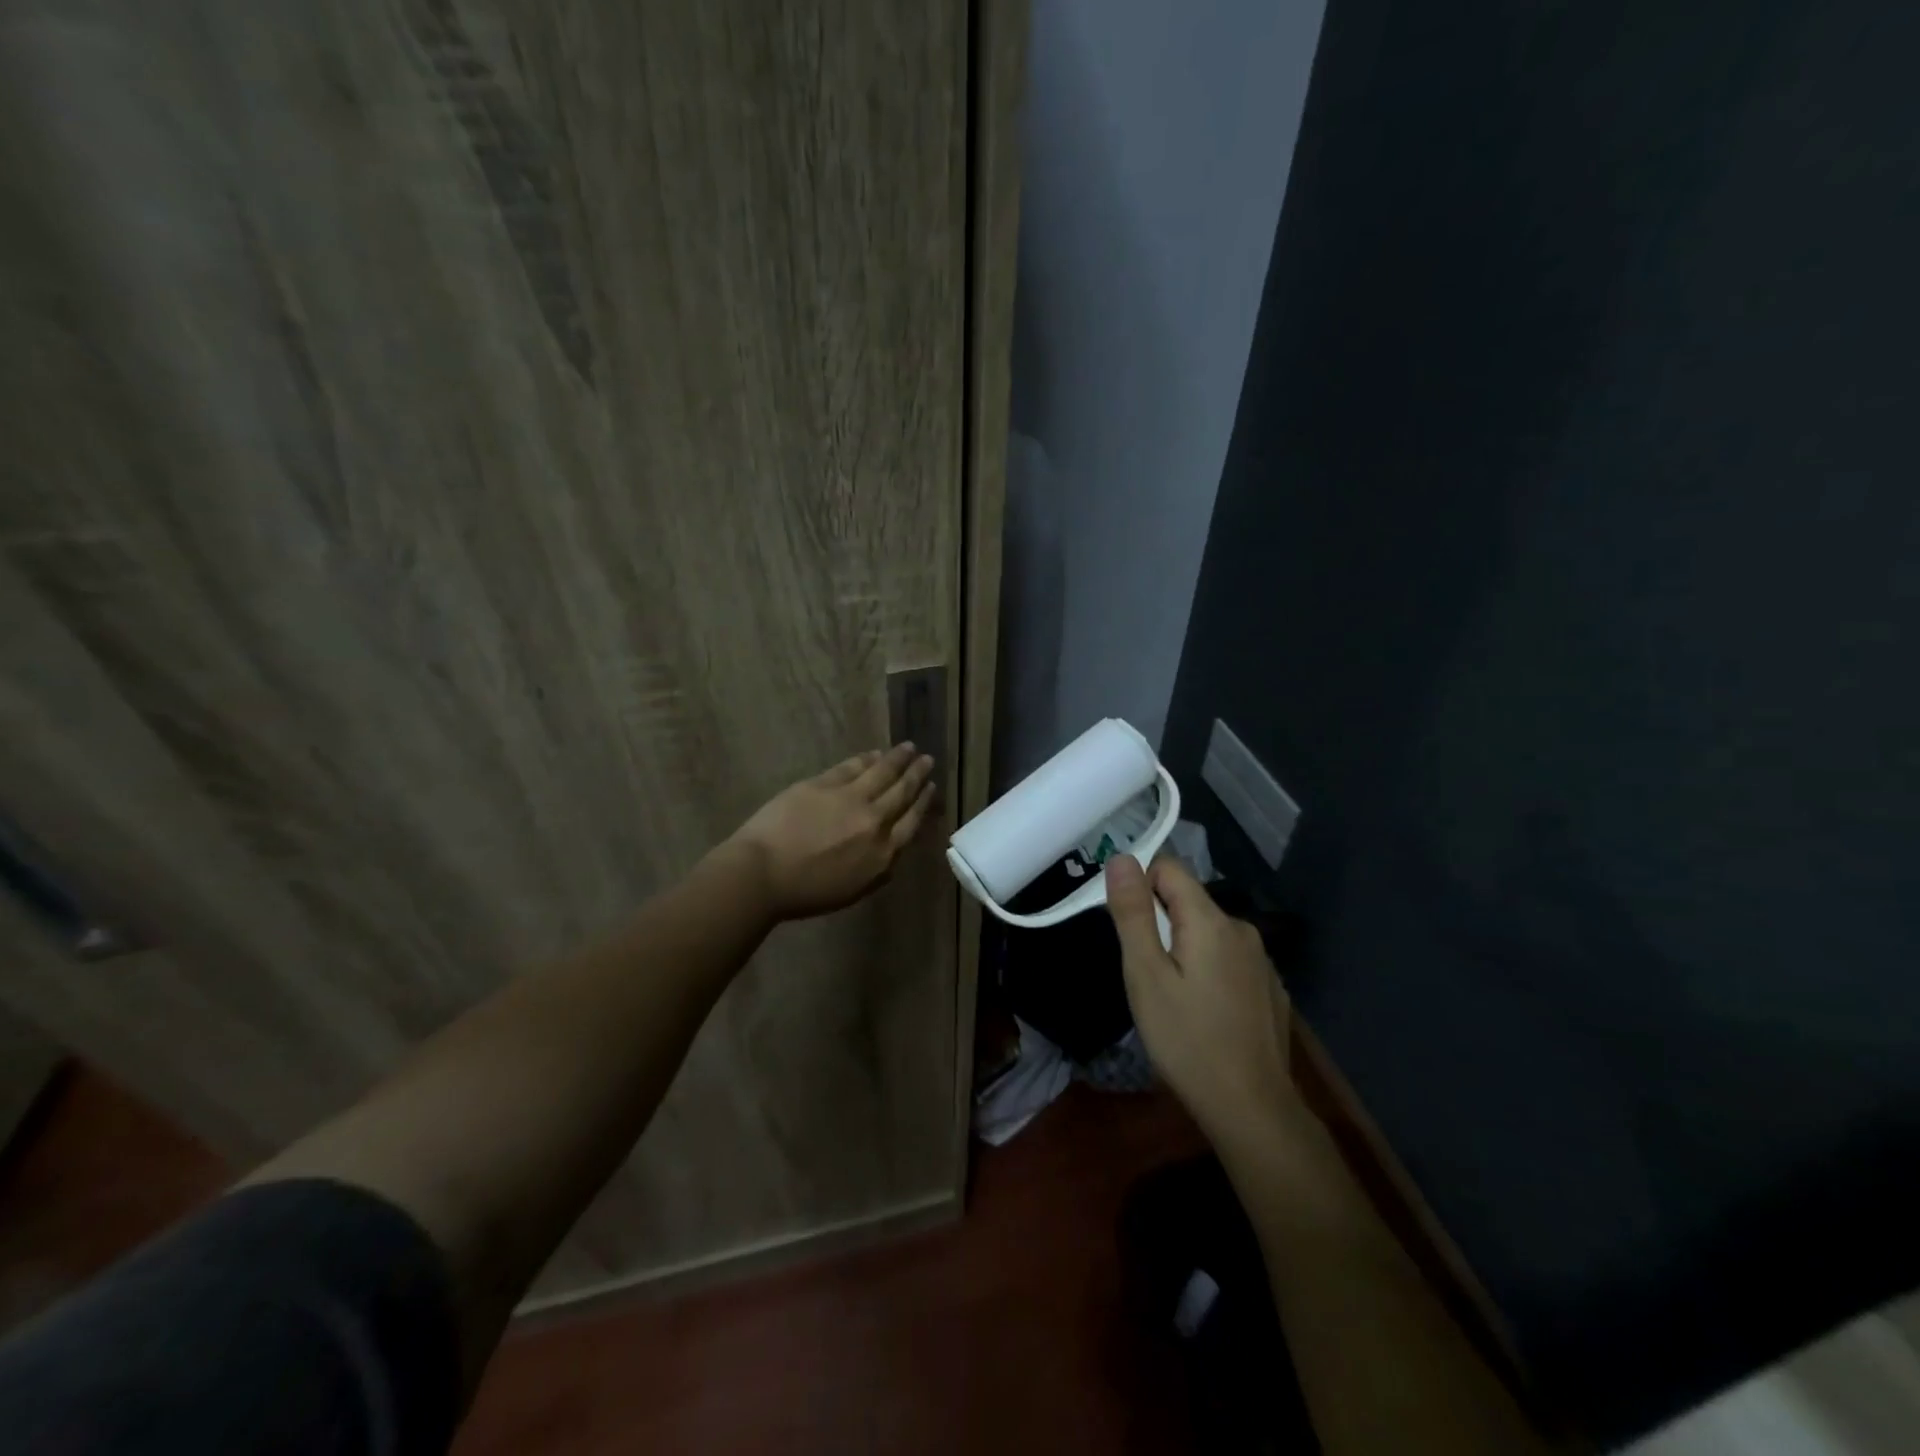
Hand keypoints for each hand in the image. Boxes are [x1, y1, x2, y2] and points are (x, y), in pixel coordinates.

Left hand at [726, 743, 937, 919]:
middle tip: (927, 760)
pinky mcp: (825, 784)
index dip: (924, 802)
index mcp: (883, 853)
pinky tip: (874, 754)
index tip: (931, 787)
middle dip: (917, 774)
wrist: (763, 874)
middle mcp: (874, 822)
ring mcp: (850, 799)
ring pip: (882, 772)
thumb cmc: (806, 893)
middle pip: (902, 793)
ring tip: (908, 748)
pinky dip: (867, 759)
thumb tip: (891, 848)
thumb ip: (878, 868)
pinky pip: (852, 767)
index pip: (912, 822)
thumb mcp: (854, 890)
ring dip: (898, 758)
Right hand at [1105, 855, 1294, 1142]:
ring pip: (1207, 933)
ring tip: (1171, 997)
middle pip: (1187, 901)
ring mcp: (1260, 960)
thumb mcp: (1145, 975)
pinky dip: (1207, 971)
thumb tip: (1121, 857)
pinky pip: (1227, 960)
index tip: (1127, 929)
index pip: (1168, 868)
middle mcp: (1242, 929)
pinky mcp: (1269, 988)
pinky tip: (1203, 1013)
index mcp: (1211, 920)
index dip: (1139, 887)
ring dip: (1183, 949)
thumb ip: (1133, 913)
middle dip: (1158, 923)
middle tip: (1145, 973)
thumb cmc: (1187, 1040)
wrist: (1252, 1109)